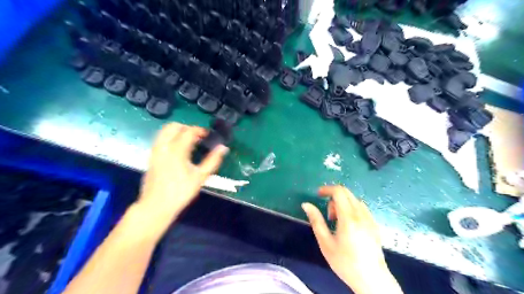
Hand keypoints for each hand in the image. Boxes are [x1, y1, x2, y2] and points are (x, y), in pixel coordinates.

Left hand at [138, 123, 228, 221]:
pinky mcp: (151, 157)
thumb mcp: (200, 177)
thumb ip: (213, 160)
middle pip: (173, 126)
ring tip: (188, 141)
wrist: (156, 206)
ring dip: (177, 131)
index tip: (208, 135)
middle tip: (197, 136)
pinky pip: (160, 140)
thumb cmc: (181, 192)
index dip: (200, 130)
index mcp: (177, 150)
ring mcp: (155, 151)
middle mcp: (164, 147)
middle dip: (186, 127)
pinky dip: (170, 138)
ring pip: (164, 132)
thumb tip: (223, 148)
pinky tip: (178, 150)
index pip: (189, 131)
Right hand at [301, 186, 402, 293]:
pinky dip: (352, 209)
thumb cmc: (345, 262)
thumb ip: (316, 221)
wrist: (372, 280)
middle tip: (328, 216)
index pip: (339, 192)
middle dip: (333, 198)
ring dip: (343, 204)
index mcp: (348, 218)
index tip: (317, 194)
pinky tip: (349, 226)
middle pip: (347, 193)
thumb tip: (306, 204)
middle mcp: (361, 214)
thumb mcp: (325, 243)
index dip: (327, 189)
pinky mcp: (375, 224)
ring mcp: (370, 219)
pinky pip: (361, 208)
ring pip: (354, 200)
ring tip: (338, 223)